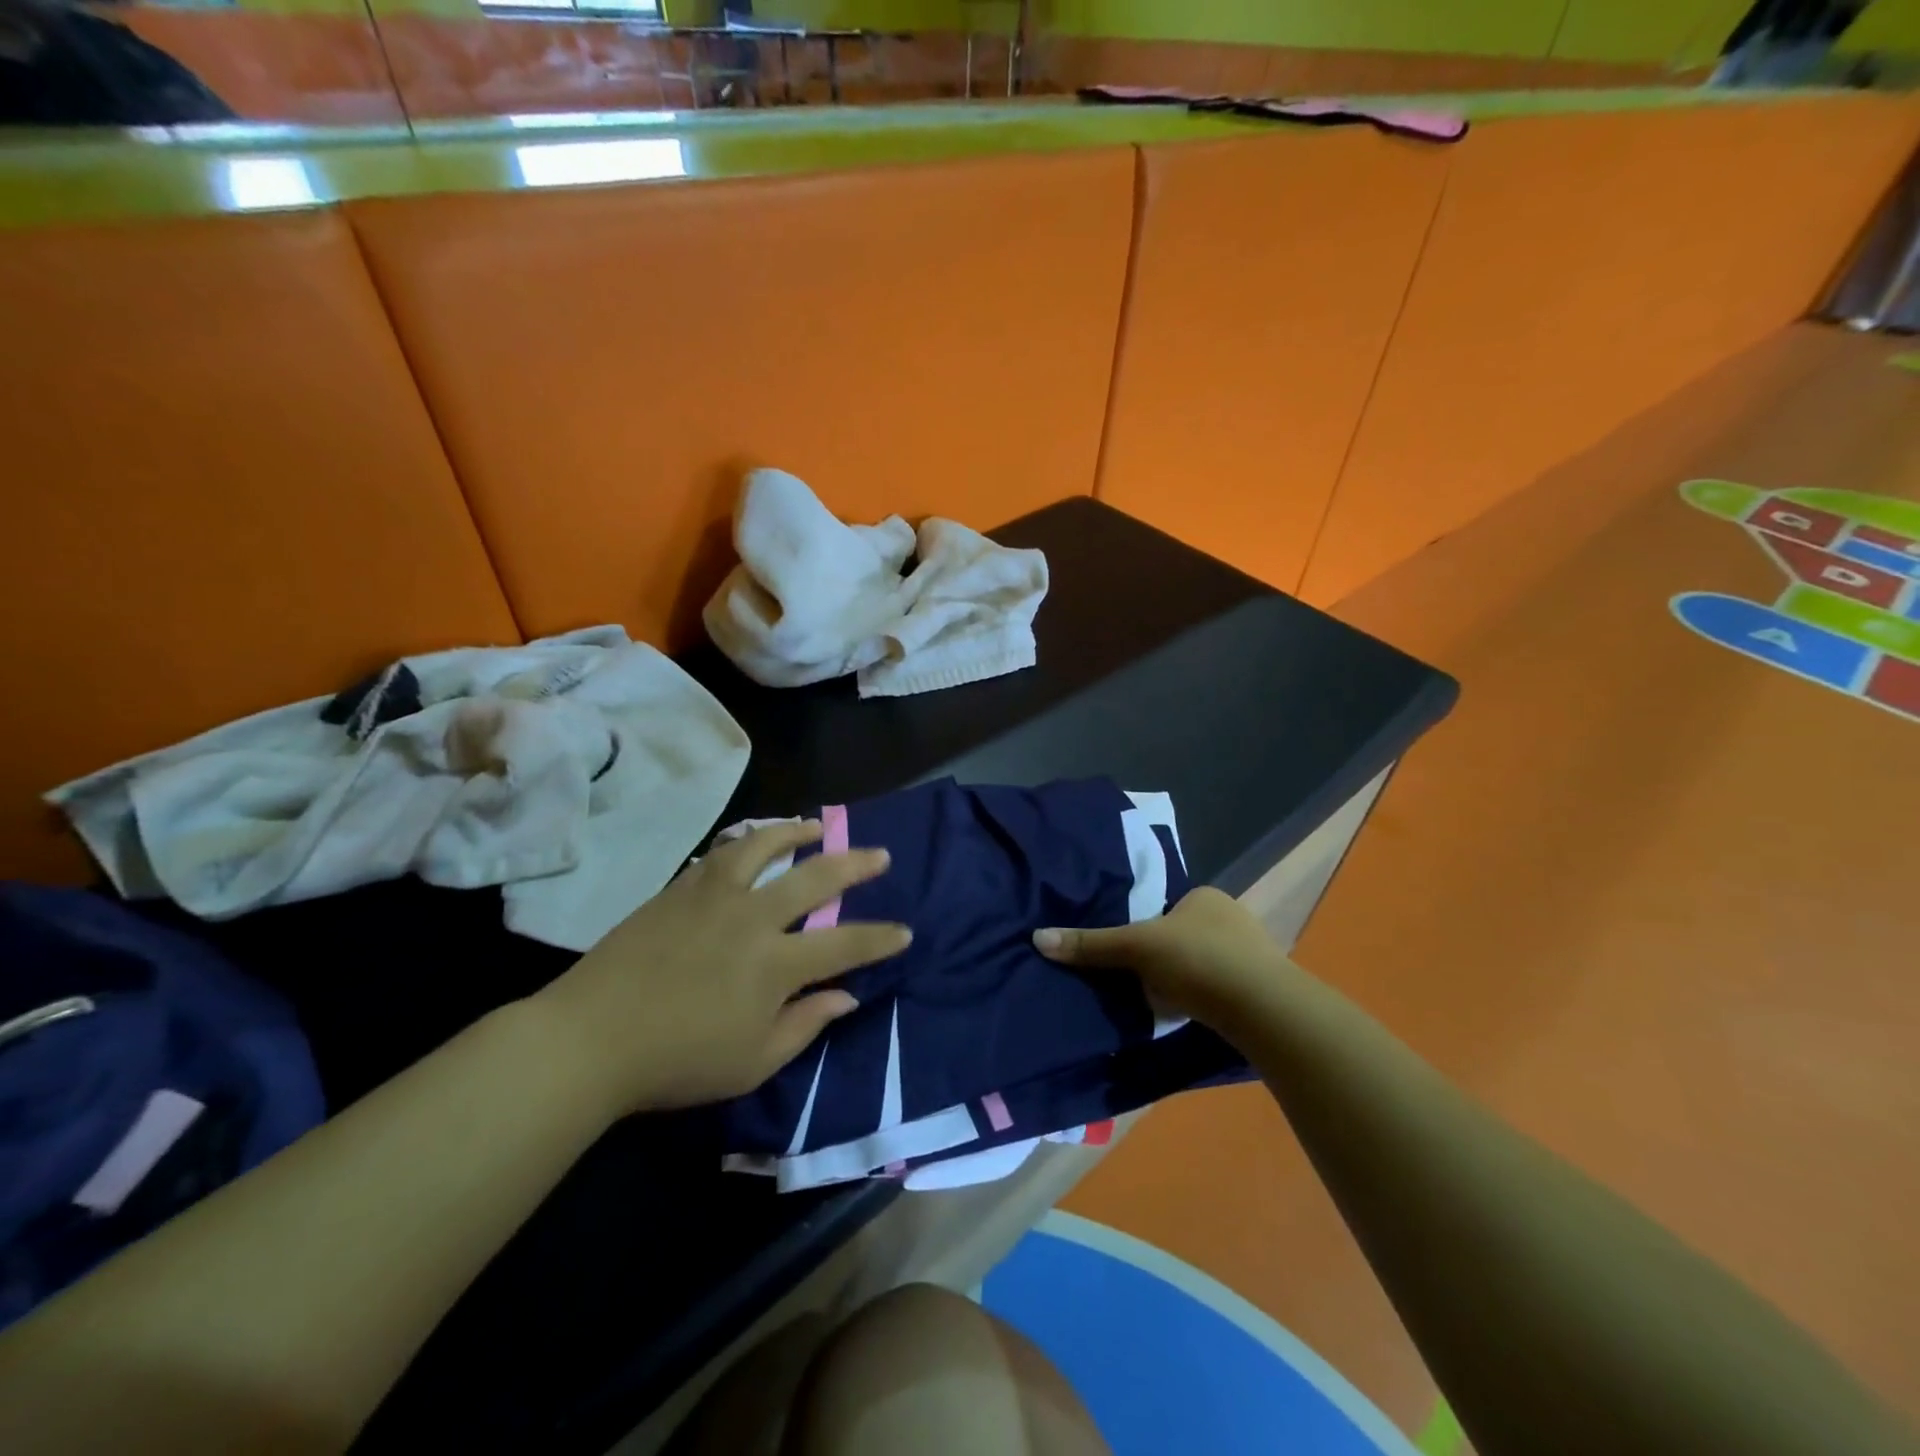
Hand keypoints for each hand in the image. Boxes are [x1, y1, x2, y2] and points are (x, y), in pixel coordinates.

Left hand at [535, 821, 910, 1115]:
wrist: (590, 1037)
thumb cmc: (677, 1061)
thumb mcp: (753, 1063)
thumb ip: (806, 1024)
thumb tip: (846, 996)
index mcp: (775, 964)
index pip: (845, 945)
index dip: (880, 938)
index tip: (904, 931)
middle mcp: (753, 917)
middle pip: (816, 878)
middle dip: (856, 865)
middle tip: (880, 855)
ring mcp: (714, 896)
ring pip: (765, 846)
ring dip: (798, 832)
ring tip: (817, 825)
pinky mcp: (681, 889)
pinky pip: (723, 853)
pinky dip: (748, 840)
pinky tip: (755, 839)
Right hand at [1033, 887, 1287, 1031]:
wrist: (1262, 1008)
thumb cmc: (1198, 959)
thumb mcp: (1136, 947)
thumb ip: (1092, 944)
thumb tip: (1038, 938)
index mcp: (1206, 897)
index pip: (1166, 907)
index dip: (1145, 927)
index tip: (1128, 951)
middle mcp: (1233, 918)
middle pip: (1183, 936)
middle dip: (1164, 956)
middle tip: (1137, 978)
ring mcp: (1253, 955)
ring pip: (1203, 964)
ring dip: (1184, 981)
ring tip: (1159, 1001)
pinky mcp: (1262, 991)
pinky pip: (1221, 990)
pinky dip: (1203, 1000)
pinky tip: (1189, 1016)